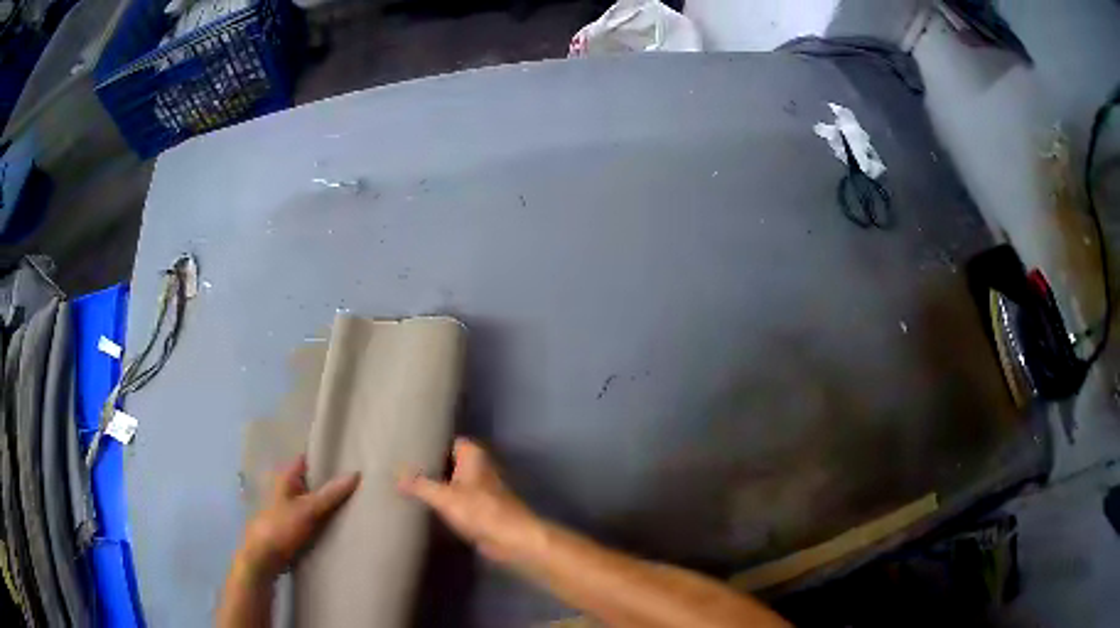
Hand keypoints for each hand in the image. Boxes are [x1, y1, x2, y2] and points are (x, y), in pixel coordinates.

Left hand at [238, 456, 360, 579]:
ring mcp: (291, 509)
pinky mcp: (295, 527)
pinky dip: (326, 519)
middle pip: (313, 482)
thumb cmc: (281, 527)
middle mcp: (288, 490)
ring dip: (330, 503)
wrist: (264, 558)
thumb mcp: (308, 509)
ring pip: (314, 502)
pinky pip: (315, 518)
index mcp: (287, 478)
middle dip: (332, 483)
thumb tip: (356, 473)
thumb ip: (331, 493)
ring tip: (357, 502)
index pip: (307, 460)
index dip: (324, 457)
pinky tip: (343, 524)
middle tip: (360, 482)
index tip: (348, 457)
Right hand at [398, 438, 540, 562]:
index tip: (407, 445)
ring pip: (451, 482)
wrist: (511, 540)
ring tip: (404, 483)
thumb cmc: (481, 511)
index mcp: (474, 456)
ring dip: (434, 484)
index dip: (431, 442)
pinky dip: (442, 501)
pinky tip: (422, 505)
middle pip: (449, 462)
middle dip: (429, 465)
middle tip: (399, 465)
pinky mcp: (479, 510)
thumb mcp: (444, 497)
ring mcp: (479, 490)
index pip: (450, 440)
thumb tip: (396, 474)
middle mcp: (478, 468)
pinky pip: (455, 500)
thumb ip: (419, 484)